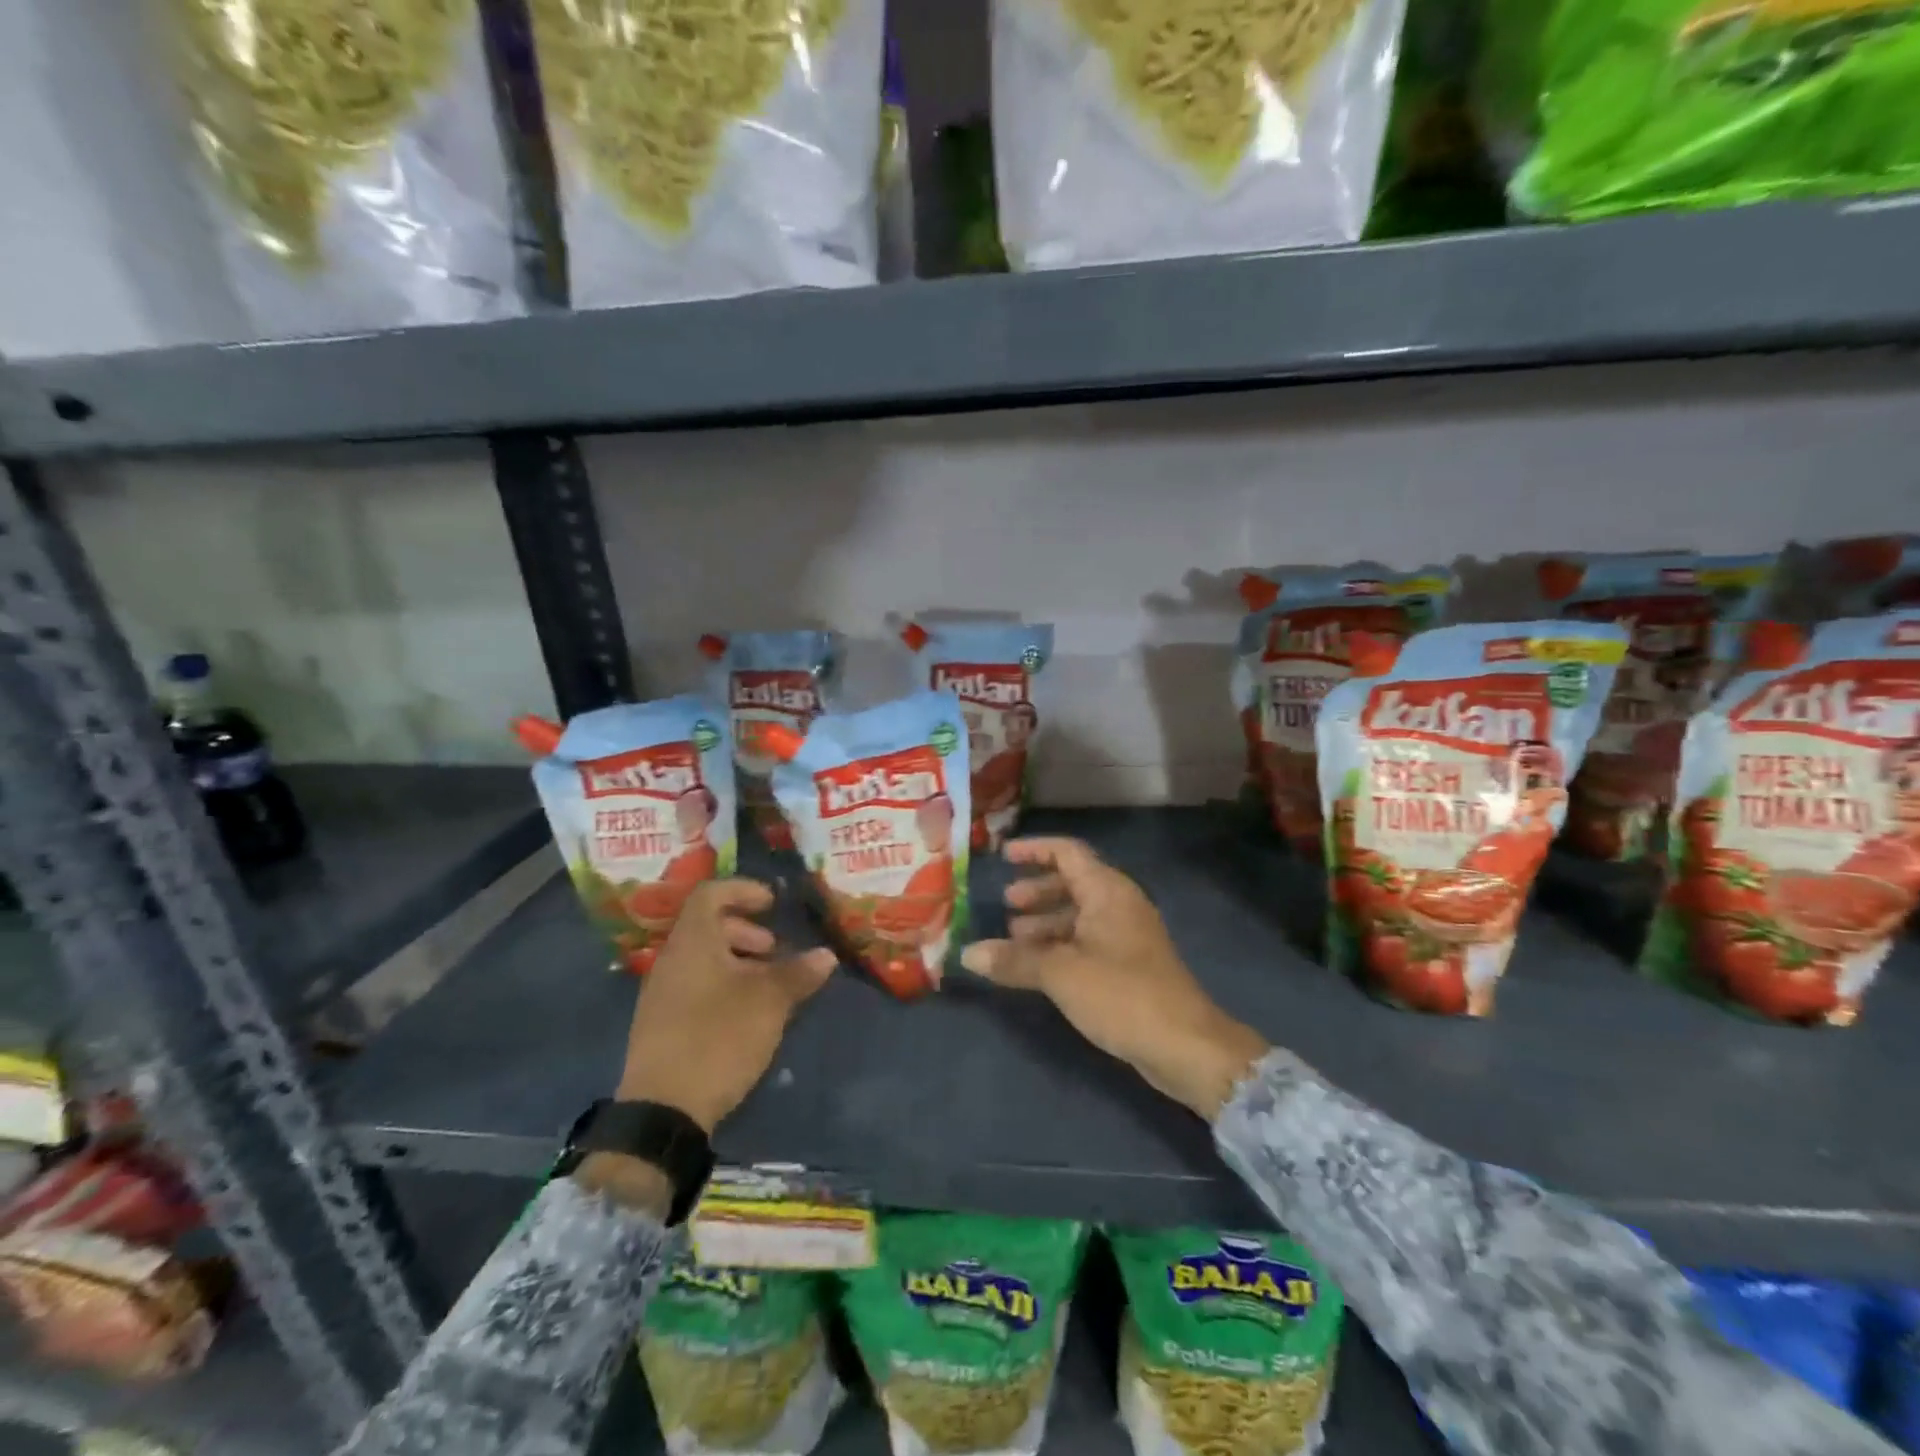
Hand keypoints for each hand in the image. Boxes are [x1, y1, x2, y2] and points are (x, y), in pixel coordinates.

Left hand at [616, 880, 836, 1132]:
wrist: (662, 1111)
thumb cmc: (718, 1038)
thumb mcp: (769, 1002)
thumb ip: (798, 973)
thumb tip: (826, 955)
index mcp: (692, 942)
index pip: (711, 893)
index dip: (743, 890)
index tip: (772, 904)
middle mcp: (672, 959)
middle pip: (707, 926)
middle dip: (746, 931)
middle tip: (775, 950)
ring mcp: (662, 993)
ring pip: (703, 958)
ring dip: (738, 961)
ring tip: (768, 985)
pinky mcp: (662, 1024)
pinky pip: (695, 985)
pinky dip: (723, 984)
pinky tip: (747, 1013)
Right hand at [961, 838, 1270, 1118]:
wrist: (1184, 1045)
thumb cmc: (1121, 994)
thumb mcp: (1060, 974)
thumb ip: (1014, 960)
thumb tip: (967, 955)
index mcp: (1107, 891)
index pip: (1067, 852)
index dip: (1033, 850)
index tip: (1001, 857)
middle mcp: (1119, 905)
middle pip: (1073, 883)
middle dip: (1037, 891)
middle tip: (1005, 905)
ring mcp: (1127, 936)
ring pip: (1079, 915)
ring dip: (1046, 922)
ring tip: (1014, 939)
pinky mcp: (1130, 967)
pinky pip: (1087, 942)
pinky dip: (1060, 946)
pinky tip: (1038, 968)